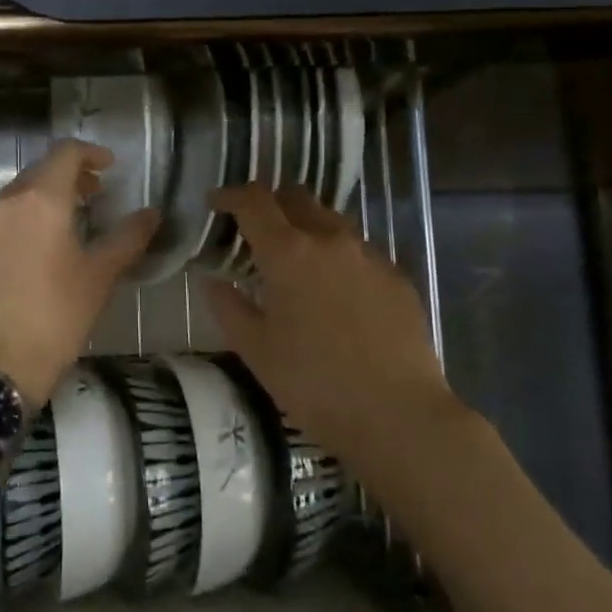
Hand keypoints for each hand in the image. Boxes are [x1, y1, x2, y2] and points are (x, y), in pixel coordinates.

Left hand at [0, 139, 158, 410]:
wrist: (0, 360)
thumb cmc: (59, 314)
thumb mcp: (101, 274)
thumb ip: (129, 237)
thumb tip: (151, 213)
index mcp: (41, 200)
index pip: (65, 154)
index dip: (90, 153)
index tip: (109, 168)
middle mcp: (5, 203)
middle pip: (38, 172)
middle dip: (68, 177)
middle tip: (93, 197)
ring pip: (15, 197)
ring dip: (42, 200)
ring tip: (64, 225)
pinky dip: (19, 223)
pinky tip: (32, 251)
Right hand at [204, 184, 469, 468]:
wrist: (397, 415)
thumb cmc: (313, 383)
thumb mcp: (254, 348)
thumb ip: (228, 306)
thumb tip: (213, 280)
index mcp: (289, 252)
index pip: (254, 201)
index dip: (230, 195)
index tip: (215, 203)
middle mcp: (331, 240)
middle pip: (296, 197)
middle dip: (270, 203)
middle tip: (253, 228)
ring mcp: (370, 256)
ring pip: (331, 220)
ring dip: (305, 226)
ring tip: (294, 259)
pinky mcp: (397, 277)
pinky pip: (358, 250)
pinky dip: (335, 254)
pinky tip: (332, 289)